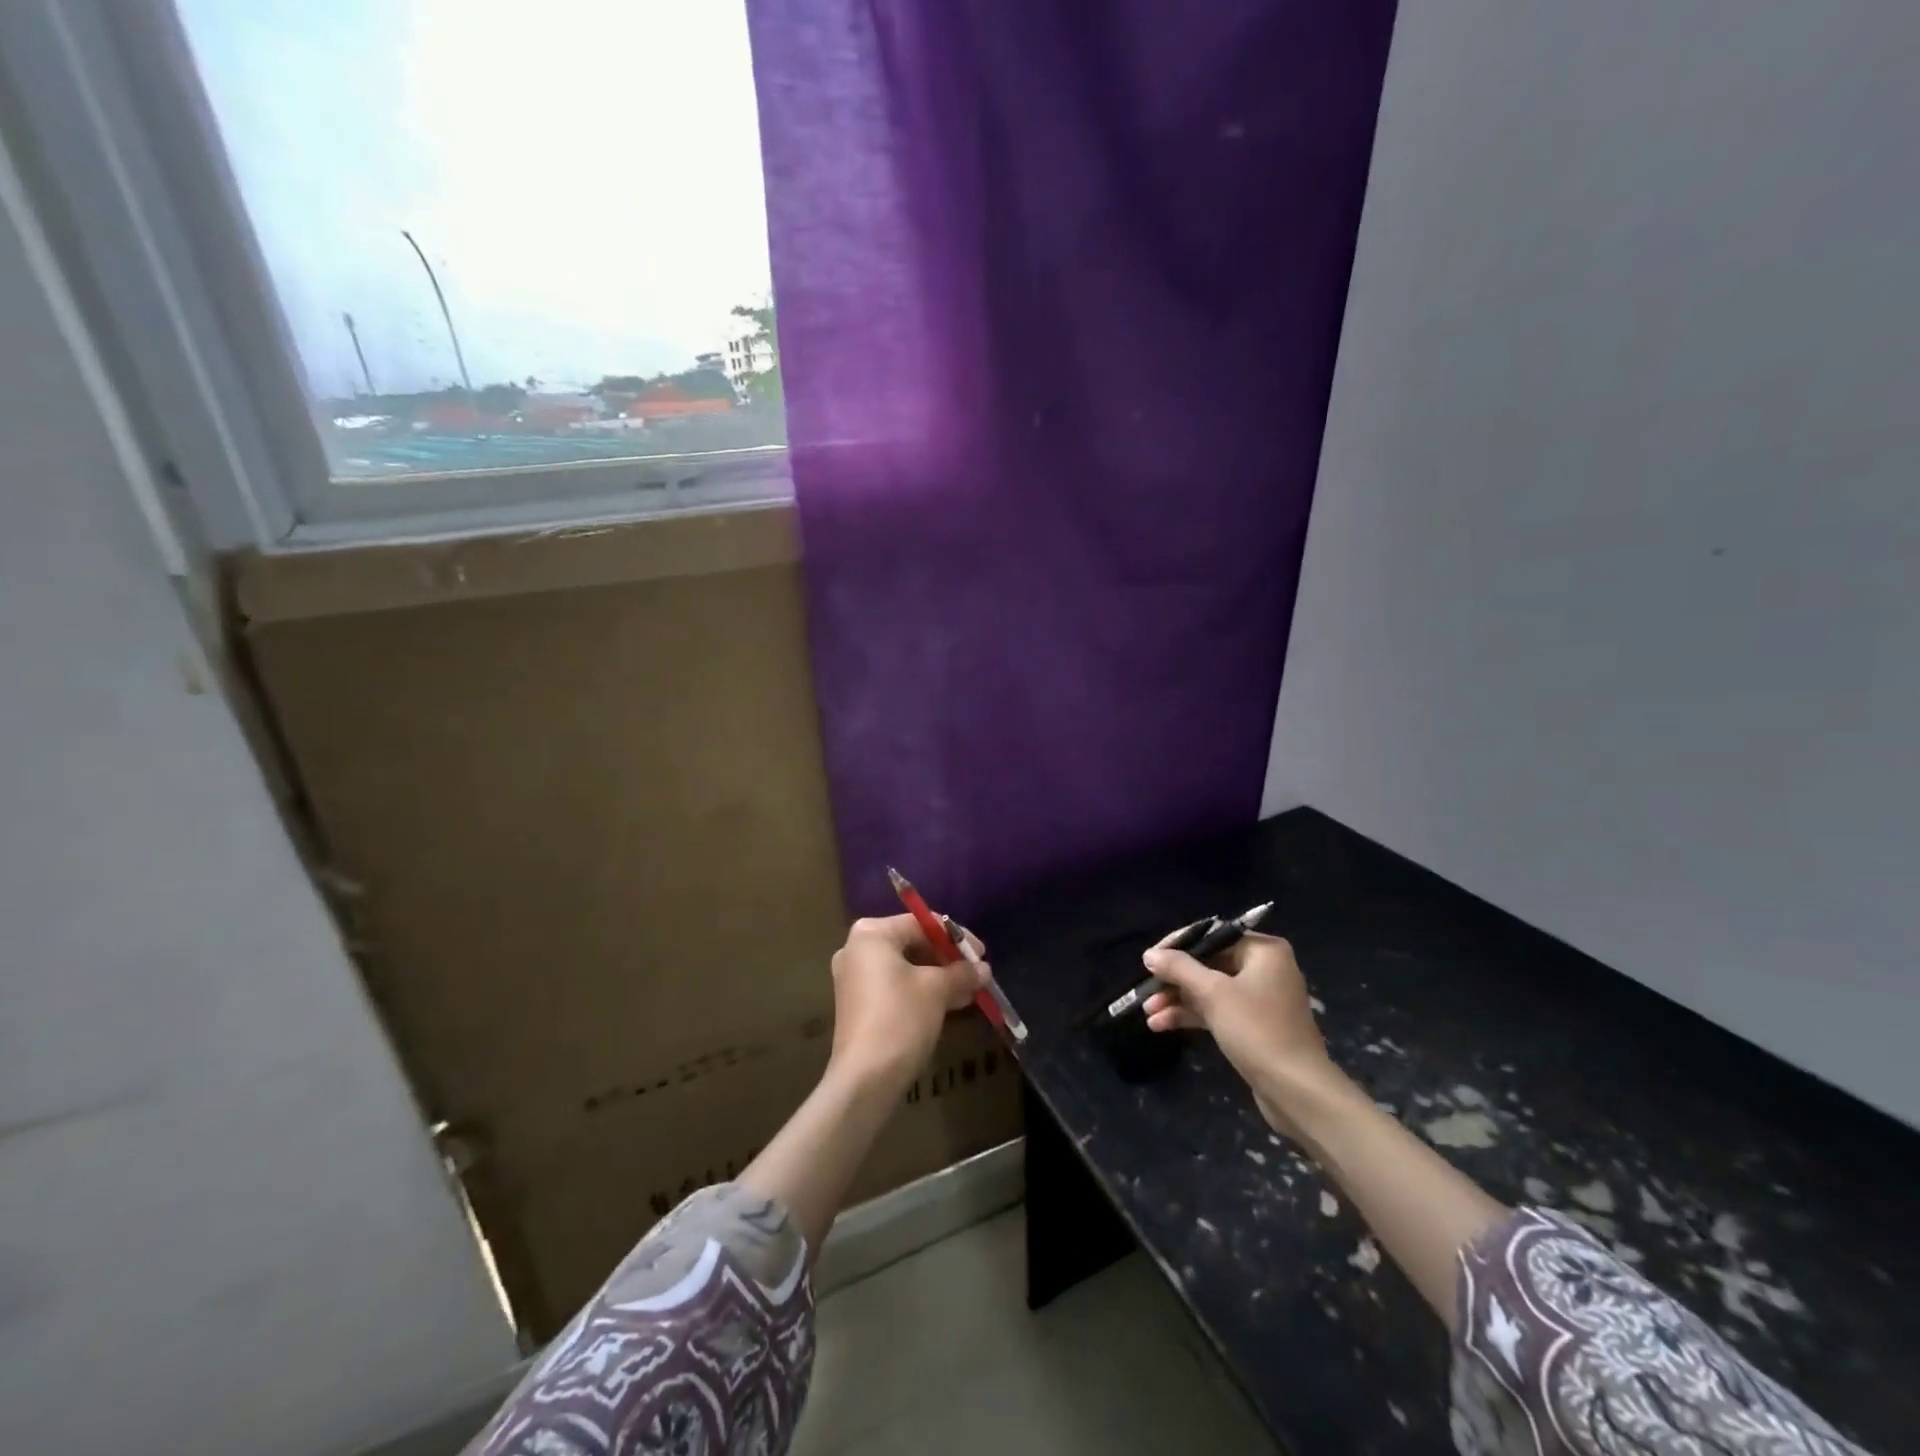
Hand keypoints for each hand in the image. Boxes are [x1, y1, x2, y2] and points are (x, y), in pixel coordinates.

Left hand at [829, 915, 986, 1092]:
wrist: (866, 1079)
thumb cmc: (901, 1018)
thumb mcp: (937, 989)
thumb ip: (962, 972)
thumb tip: (983, 969)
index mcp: (871, 934)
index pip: (921, 923)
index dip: (955, 937)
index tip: (982, 953)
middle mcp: (858, 949)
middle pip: (913, 943)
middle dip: (948, 959)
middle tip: (977, 972)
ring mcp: (856, 978)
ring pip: (907, 968)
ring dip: (940, 977)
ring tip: (971, 990)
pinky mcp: (860, 1005)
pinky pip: (897, 987)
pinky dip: (923, 991)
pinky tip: (953, 1003)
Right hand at [1141, 931, 1343, 1136]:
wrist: (1296, 1090)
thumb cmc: (1257, 1029)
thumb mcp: (1213, 993)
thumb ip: (1179, 968)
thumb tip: (1150, 954)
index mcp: (1263, 951)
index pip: (1212, 935)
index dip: (1178, 946)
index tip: (1150, 959)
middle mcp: (1264, 968)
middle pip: (1208, 964)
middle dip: (1174, 980)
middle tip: (1146, 990)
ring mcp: (1259, 999)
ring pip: (1209, 990)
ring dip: (1178, 999)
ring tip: (1147, 1012)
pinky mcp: (1254, 1025)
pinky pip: (1217, 1011)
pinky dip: (1192, 1015)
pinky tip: (1161, 1025)